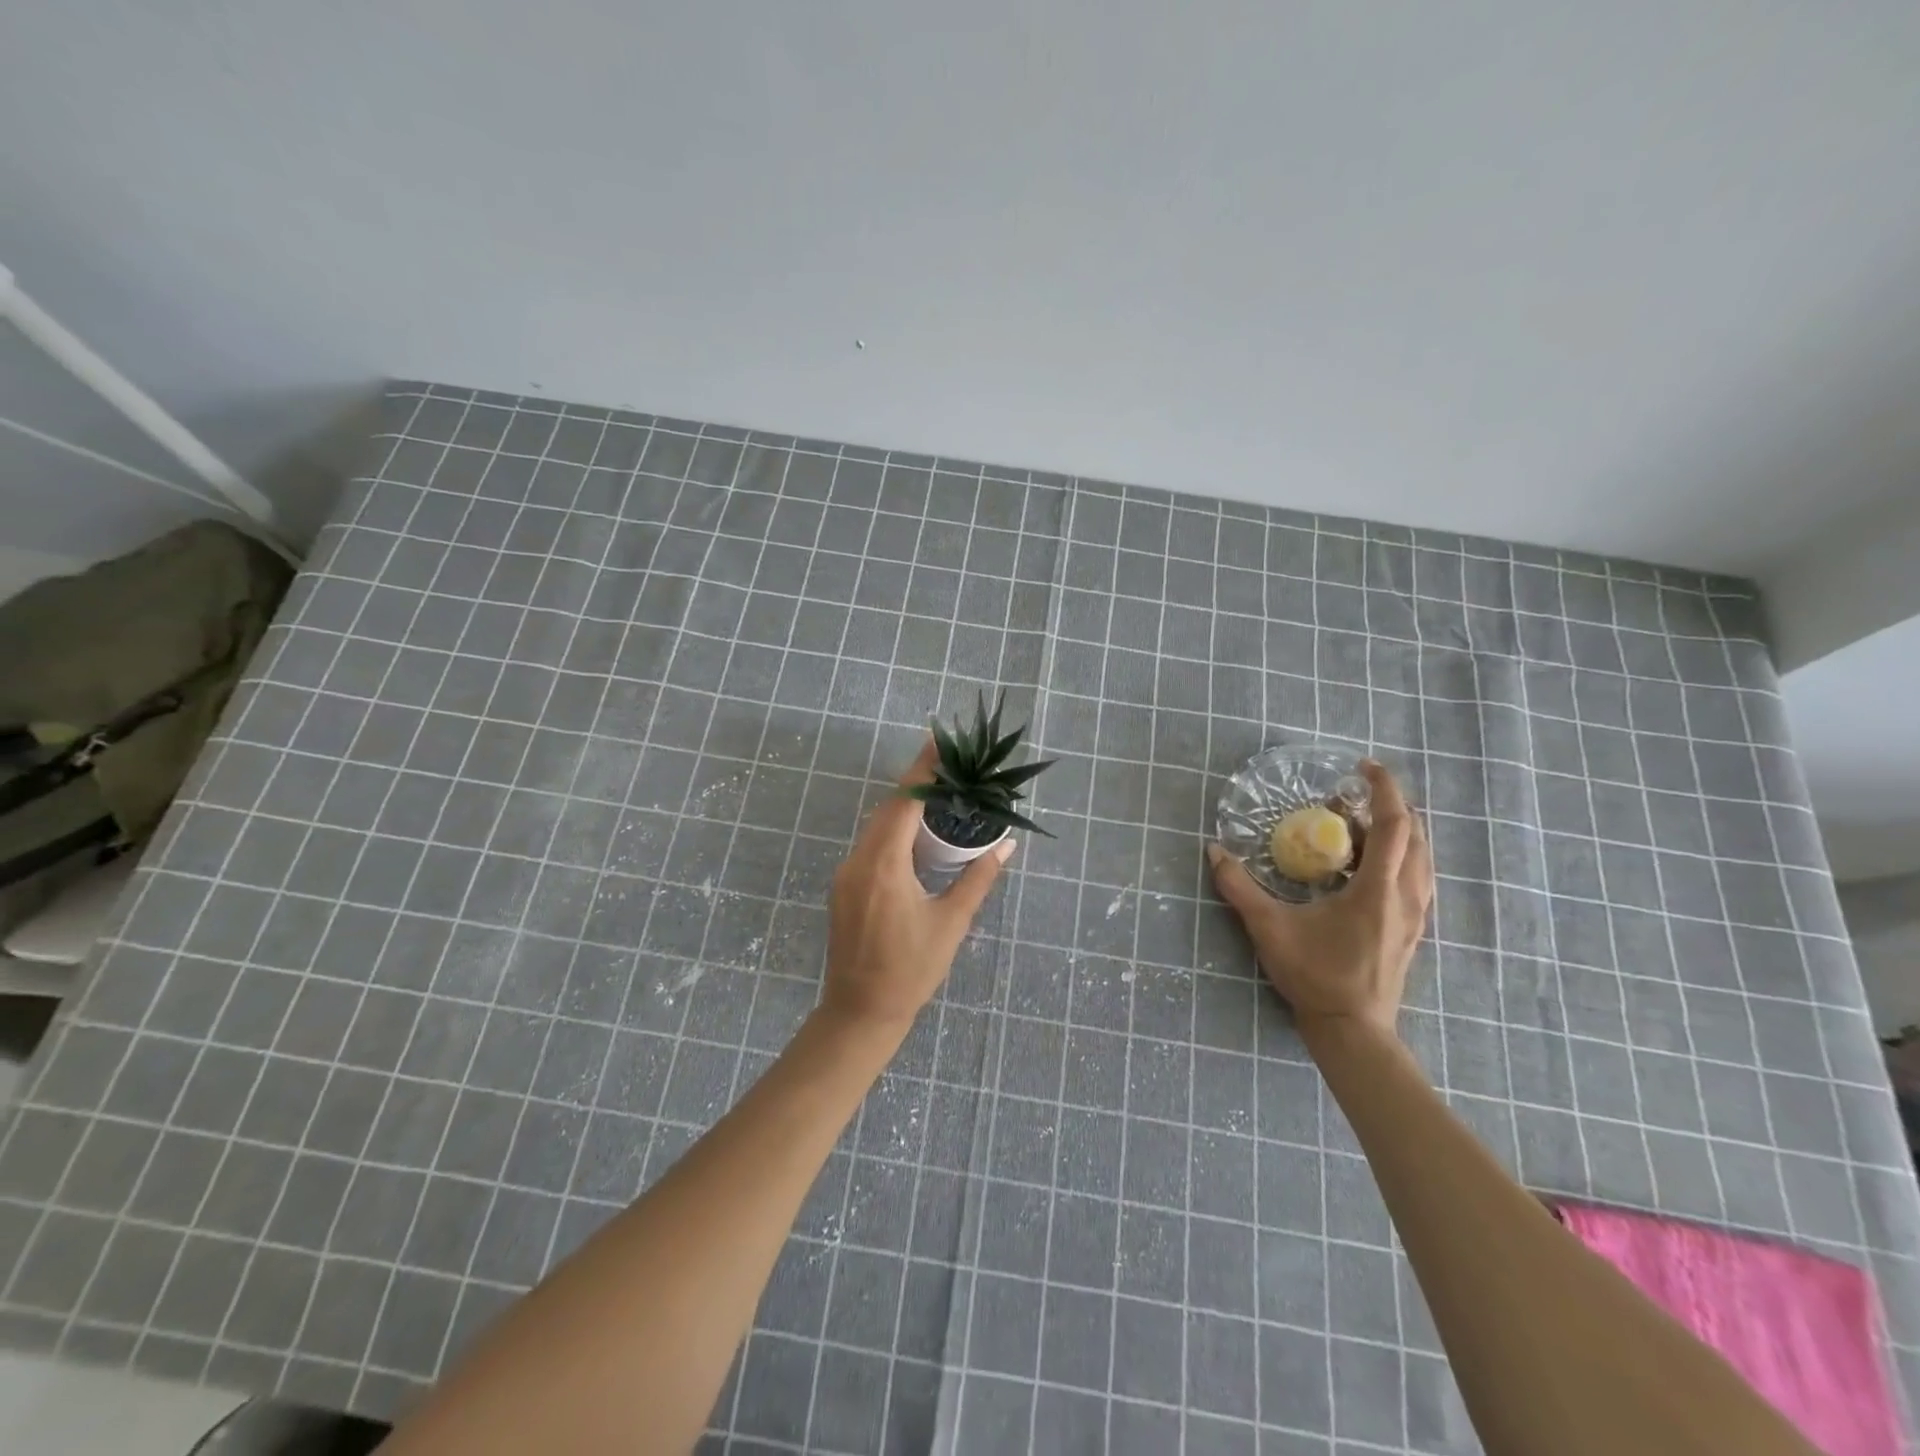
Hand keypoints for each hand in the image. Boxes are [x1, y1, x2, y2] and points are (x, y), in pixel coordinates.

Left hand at [823, 739, 1014, 1034]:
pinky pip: (869, 844)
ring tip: (937, 794)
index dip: (922, 770)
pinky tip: (914, 835)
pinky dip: (893, 830)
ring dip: (904, 807)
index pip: (904, 802)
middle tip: (949, 765)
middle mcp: (858, 860)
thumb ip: (978, 879)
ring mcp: (846, 873)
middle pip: (888, 808)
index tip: (939, 740)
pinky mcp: (843, 886)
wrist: (860, 1012)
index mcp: (884, 865)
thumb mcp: (951, 923)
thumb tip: (1007, 847)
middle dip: (916, 783)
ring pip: (876, 826)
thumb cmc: (911, 970)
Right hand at [1207, 760, 1431, 1039]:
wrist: (1353, 1029)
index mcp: (1379, 889)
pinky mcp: (1412, 929)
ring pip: (1421, 857)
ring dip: (1397, 831)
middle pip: (1415, 835)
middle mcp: (1407, 895)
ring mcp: (1416, 914)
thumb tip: (1213, 851)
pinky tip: (1370, 864)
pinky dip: (1400, 856)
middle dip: (1388, 806)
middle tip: (1349, 797)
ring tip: (1358, 825)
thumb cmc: (1315, 976)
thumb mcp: (1269, 928)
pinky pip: (1418, 877)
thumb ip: (1239, 887)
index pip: (1394, 825)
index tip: (1364, 766)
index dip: (1384, 789)